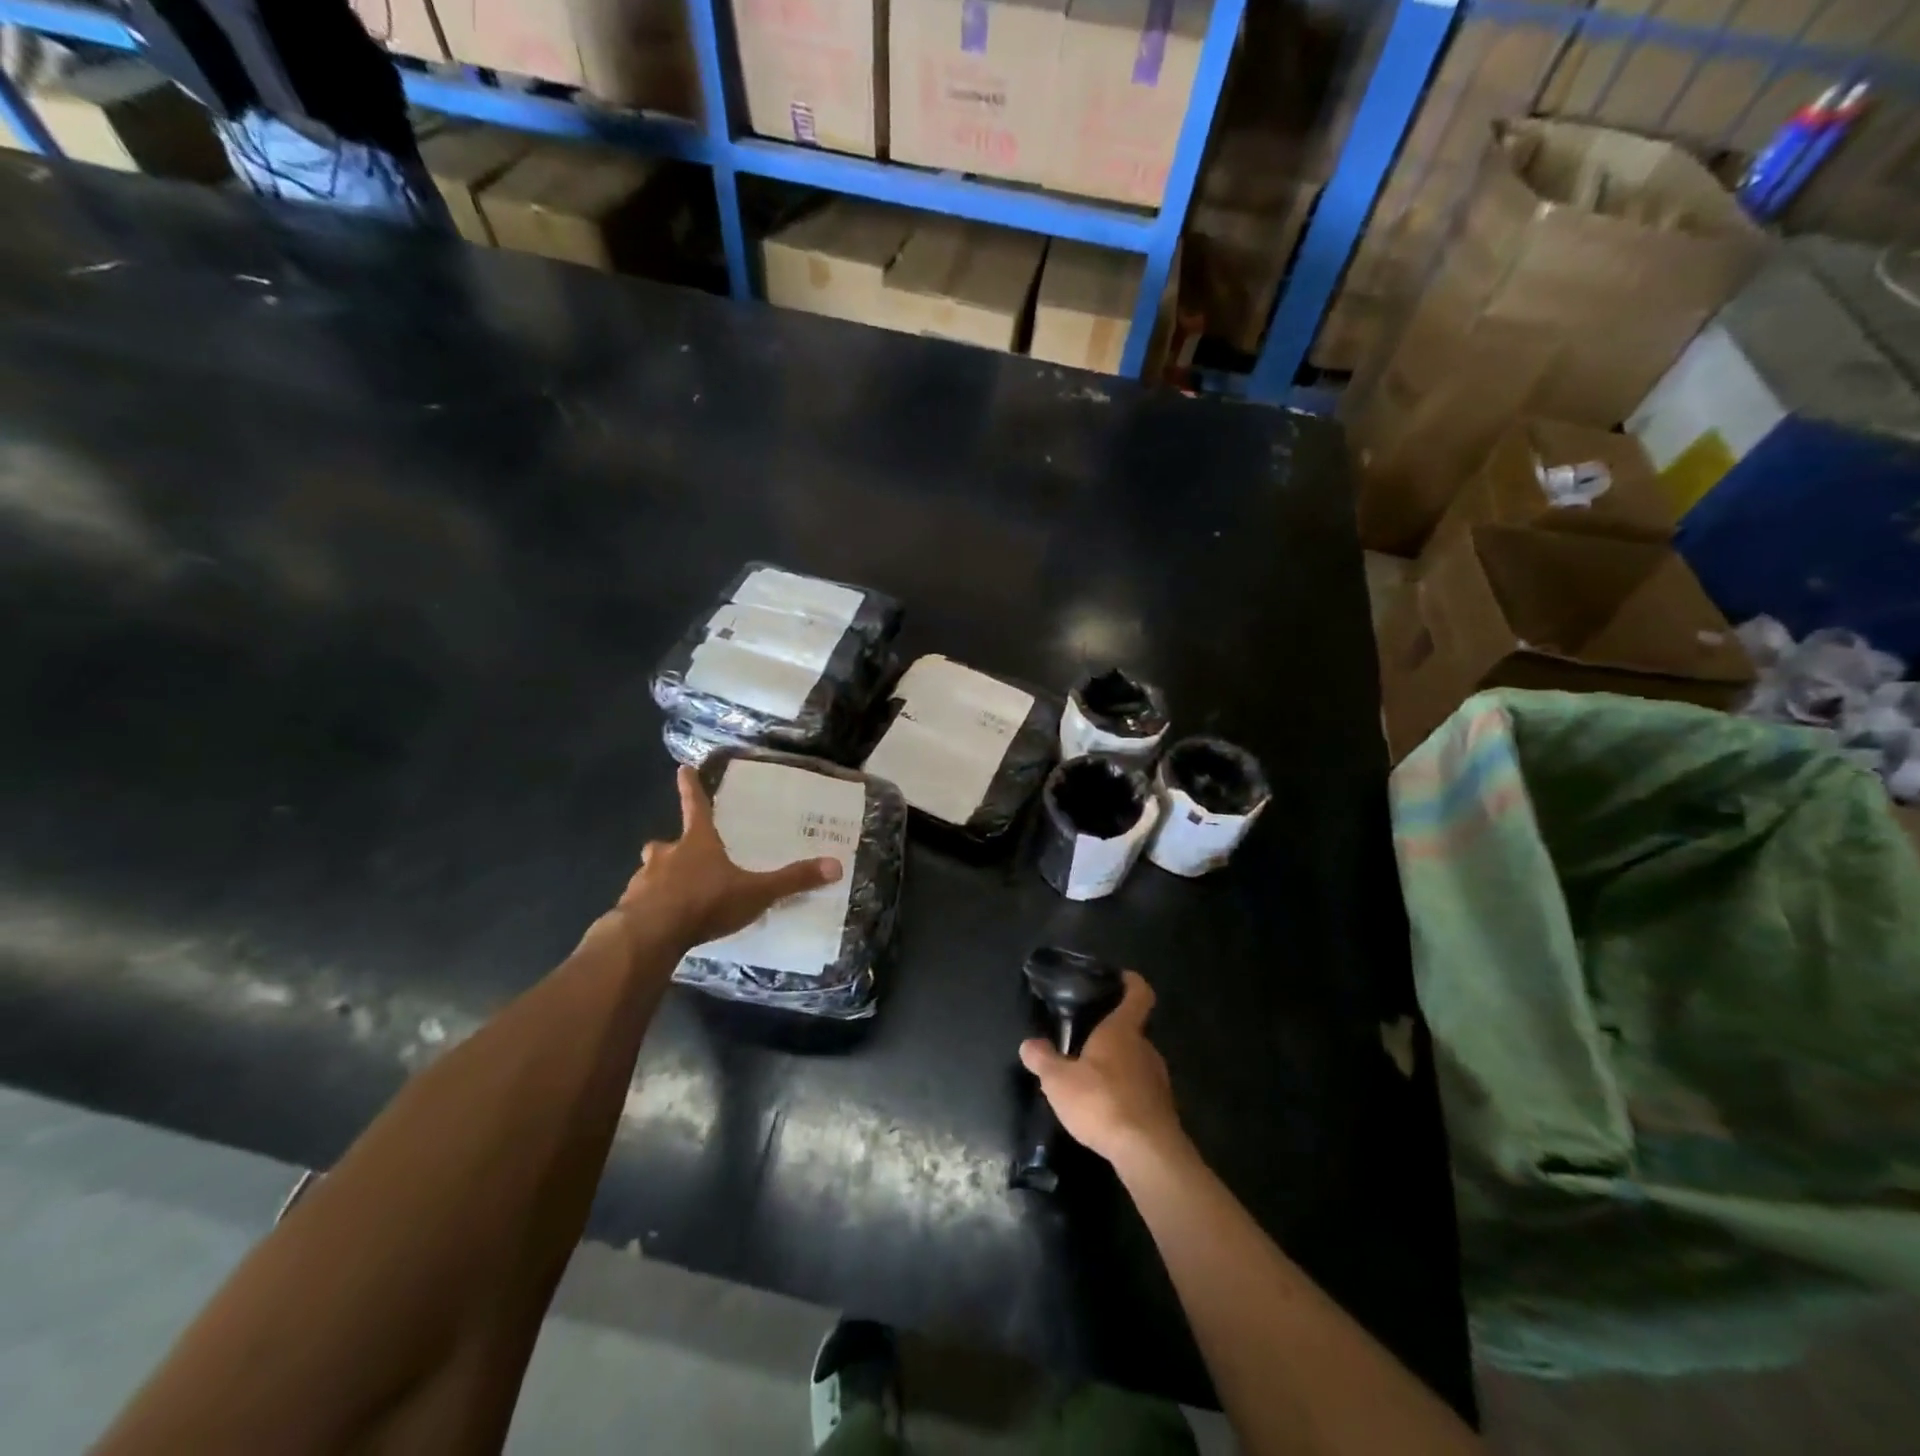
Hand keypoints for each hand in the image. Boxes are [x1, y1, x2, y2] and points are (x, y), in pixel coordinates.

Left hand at [616, 766, 841, 952]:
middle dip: (671, 848)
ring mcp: (643, 882)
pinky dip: (650, 909)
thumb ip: (792, 880)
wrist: (650, 935)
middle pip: (665, 844)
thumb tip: (836, 865)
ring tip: (676, 897)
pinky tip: (664, 925)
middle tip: (679, 856)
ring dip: (660, 880)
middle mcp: (667, 856)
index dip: (691, 788)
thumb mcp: (755, 892)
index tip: (682, 768)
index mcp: (697, 844)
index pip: (695, 807)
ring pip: (650, 874)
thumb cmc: (705, 902)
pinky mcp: (630, 910)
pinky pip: (641, 904)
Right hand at [1019, 972, 1182, 1166]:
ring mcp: (1158, 1080)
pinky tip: (1106, 1109)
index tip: (1121, 978)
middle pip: (1134, 1030)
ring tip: (1092, 1077)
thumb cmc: (1102, 1101)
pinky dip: (1125, 1093)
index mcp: (1123, 1031)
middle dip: (1113, 1033)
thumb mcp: (1059, 1081)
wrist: (1147, 1152)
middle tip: (1087, 1039)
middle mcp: (1145, 1049)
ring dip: (1118, 1066)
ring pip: (1137, 1062)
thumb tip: (1029, 1044)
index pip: (1139, 994)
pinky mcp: (1161, 1110)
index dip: (1132, 982)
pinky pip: (1140, 1090)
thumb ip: (1043, 1060)